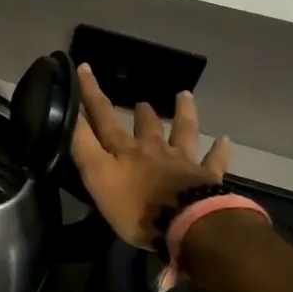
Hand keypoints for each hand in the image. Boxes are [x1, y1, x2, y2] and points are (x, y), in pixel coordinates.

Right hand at [70, 63, 230, 254]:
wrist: (186, 223)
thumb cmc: (136, 206)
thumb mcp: (97, 176)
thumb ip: (83, 146)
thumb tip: (68, 114)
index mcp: (125, 150)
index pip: (103, 116)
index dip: (91, 93)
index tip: (84, 68)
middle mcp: (153, 149)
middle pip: (146, 126)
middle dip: (140, 113)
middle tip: (140, 102)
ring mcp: (183, 162)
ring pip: (183, 132)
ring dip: (183, 113)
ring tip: (184, 95)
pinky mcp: (207, 179)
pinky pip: (215, 161)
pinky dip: (219, 150)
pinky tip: (224, 139)